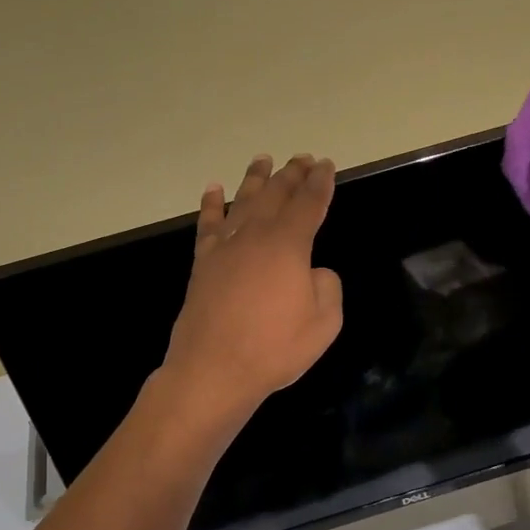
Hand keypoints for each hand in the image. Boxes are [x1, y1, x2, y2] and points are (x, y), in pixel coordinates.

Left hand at [162, 153, 344, 416]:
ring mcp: (225, 248)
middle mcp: (255, 236)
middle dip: (292, 174)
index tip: (326, 166)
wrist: (213, 370)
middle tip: (302, 158)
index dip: (320, 183)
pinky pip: (208, 225)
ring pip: (243, 202)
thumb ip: (327, 288)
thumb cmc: (274, 349)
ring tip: (264, 159)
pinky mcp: (203, 264)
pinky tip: (214, 190)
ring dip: (256, 179)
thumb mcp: (324, 323)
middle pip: (276, 195)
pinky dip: (211, 205)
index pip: (309, 203)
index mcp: (288, 246)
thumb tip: (314, 272)